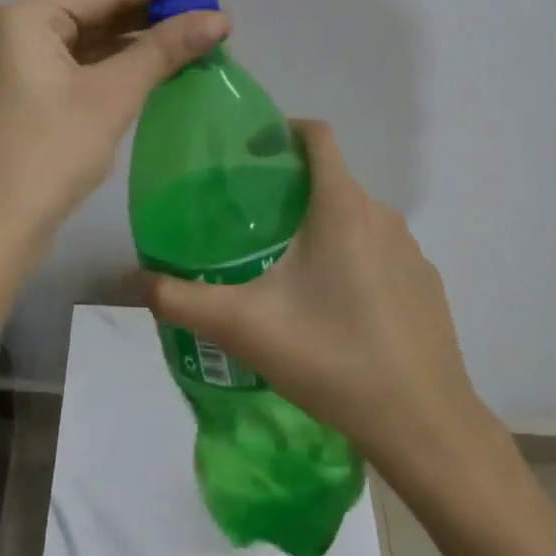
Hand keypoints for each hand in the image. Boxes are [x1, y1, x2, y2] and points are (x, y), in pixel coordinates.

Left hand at [0, 0, 230, 269]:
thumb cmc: (47, 154)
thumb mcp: (110, 96)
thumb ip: (163, 50)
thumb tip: (218, 17)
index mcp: (29, 17)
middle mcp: (21, 32)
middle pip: (101, 11)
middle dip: (156, 13)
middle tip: (212, 13)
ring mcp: (23, 67)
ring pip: (94, 42)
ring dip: (142, 41)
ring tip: (196, 38)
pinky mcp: (31, 99)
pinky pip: (84, 69)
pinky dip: (121, 67)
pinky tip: (159, 69)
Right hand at [146, 120, 490, 469]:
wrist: (424, 424)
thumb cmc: (332, 358)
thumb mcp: (244, 327)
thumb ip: (180, 299)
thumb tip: (129, 280)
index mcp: (342, 207)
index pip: (317, 135)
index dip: (283, 130)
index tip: (250, 154)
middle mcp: (382, 215)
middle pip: (332, 179)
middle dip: (292, 189)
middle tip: (251, 223)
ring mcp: (411, 251)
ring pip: (357, 218)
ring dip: (322, 227)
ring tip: (287, 268)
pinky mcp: (426, 284)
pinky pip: (381, 252)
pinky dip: (353, 260)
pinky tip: (335, 311)